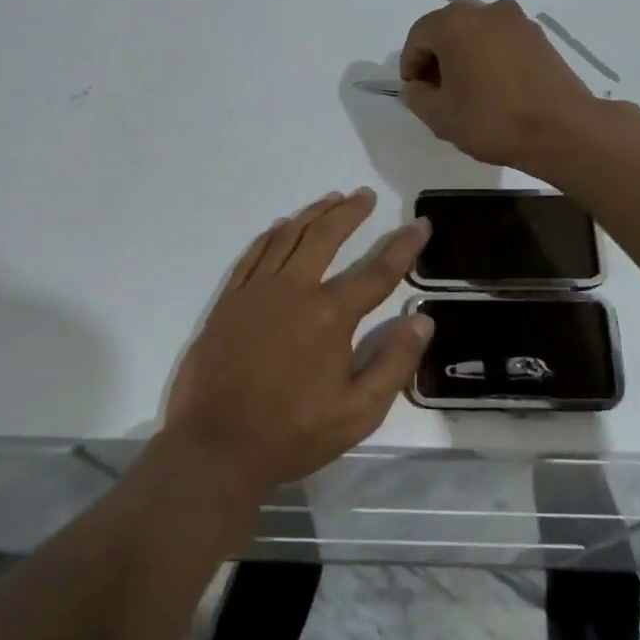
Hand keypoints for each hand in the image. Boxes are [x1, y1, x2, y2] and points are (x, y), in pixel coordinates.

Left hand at [163, 188, 432, 490]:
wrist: (216, 445)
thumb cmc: (293, 432)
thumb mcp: (358, 412)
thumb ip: (393, 363)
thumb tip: (422, 320)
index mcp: (330, 316)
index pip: (377, 271)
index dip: (403, 245)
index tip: (420, 223)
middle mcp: (294, 290)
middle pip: (326, 237)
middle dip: (350, 212)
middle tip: (365, 195)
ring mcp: (256, 292)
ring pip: (288, 236)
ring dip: (313, 214)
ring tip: (331, 199)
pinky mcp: (229, 301)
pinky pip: (253, 254)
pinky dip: (271, 234)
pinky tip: (281, 226)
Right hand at [398, 0, 600, 175]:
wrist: (561, 129)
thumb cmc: (491, 120)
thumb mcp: (440, 116)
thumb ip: (417, 97)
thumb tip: (415, 87)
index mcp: (454, 24)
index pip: (418, 36)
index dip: (410, 64)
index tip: (415, 92)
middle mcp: (486, 11)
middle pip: (448, 29)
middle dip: (437, 58)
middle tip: (437, 92)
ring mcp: (518, 21)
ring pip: (477, 34)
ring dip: (465, 57)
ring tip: (467, 92)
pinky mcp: (540, 37)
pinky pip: (502, 42)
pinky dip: (490, 58)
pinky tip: (494, 89)